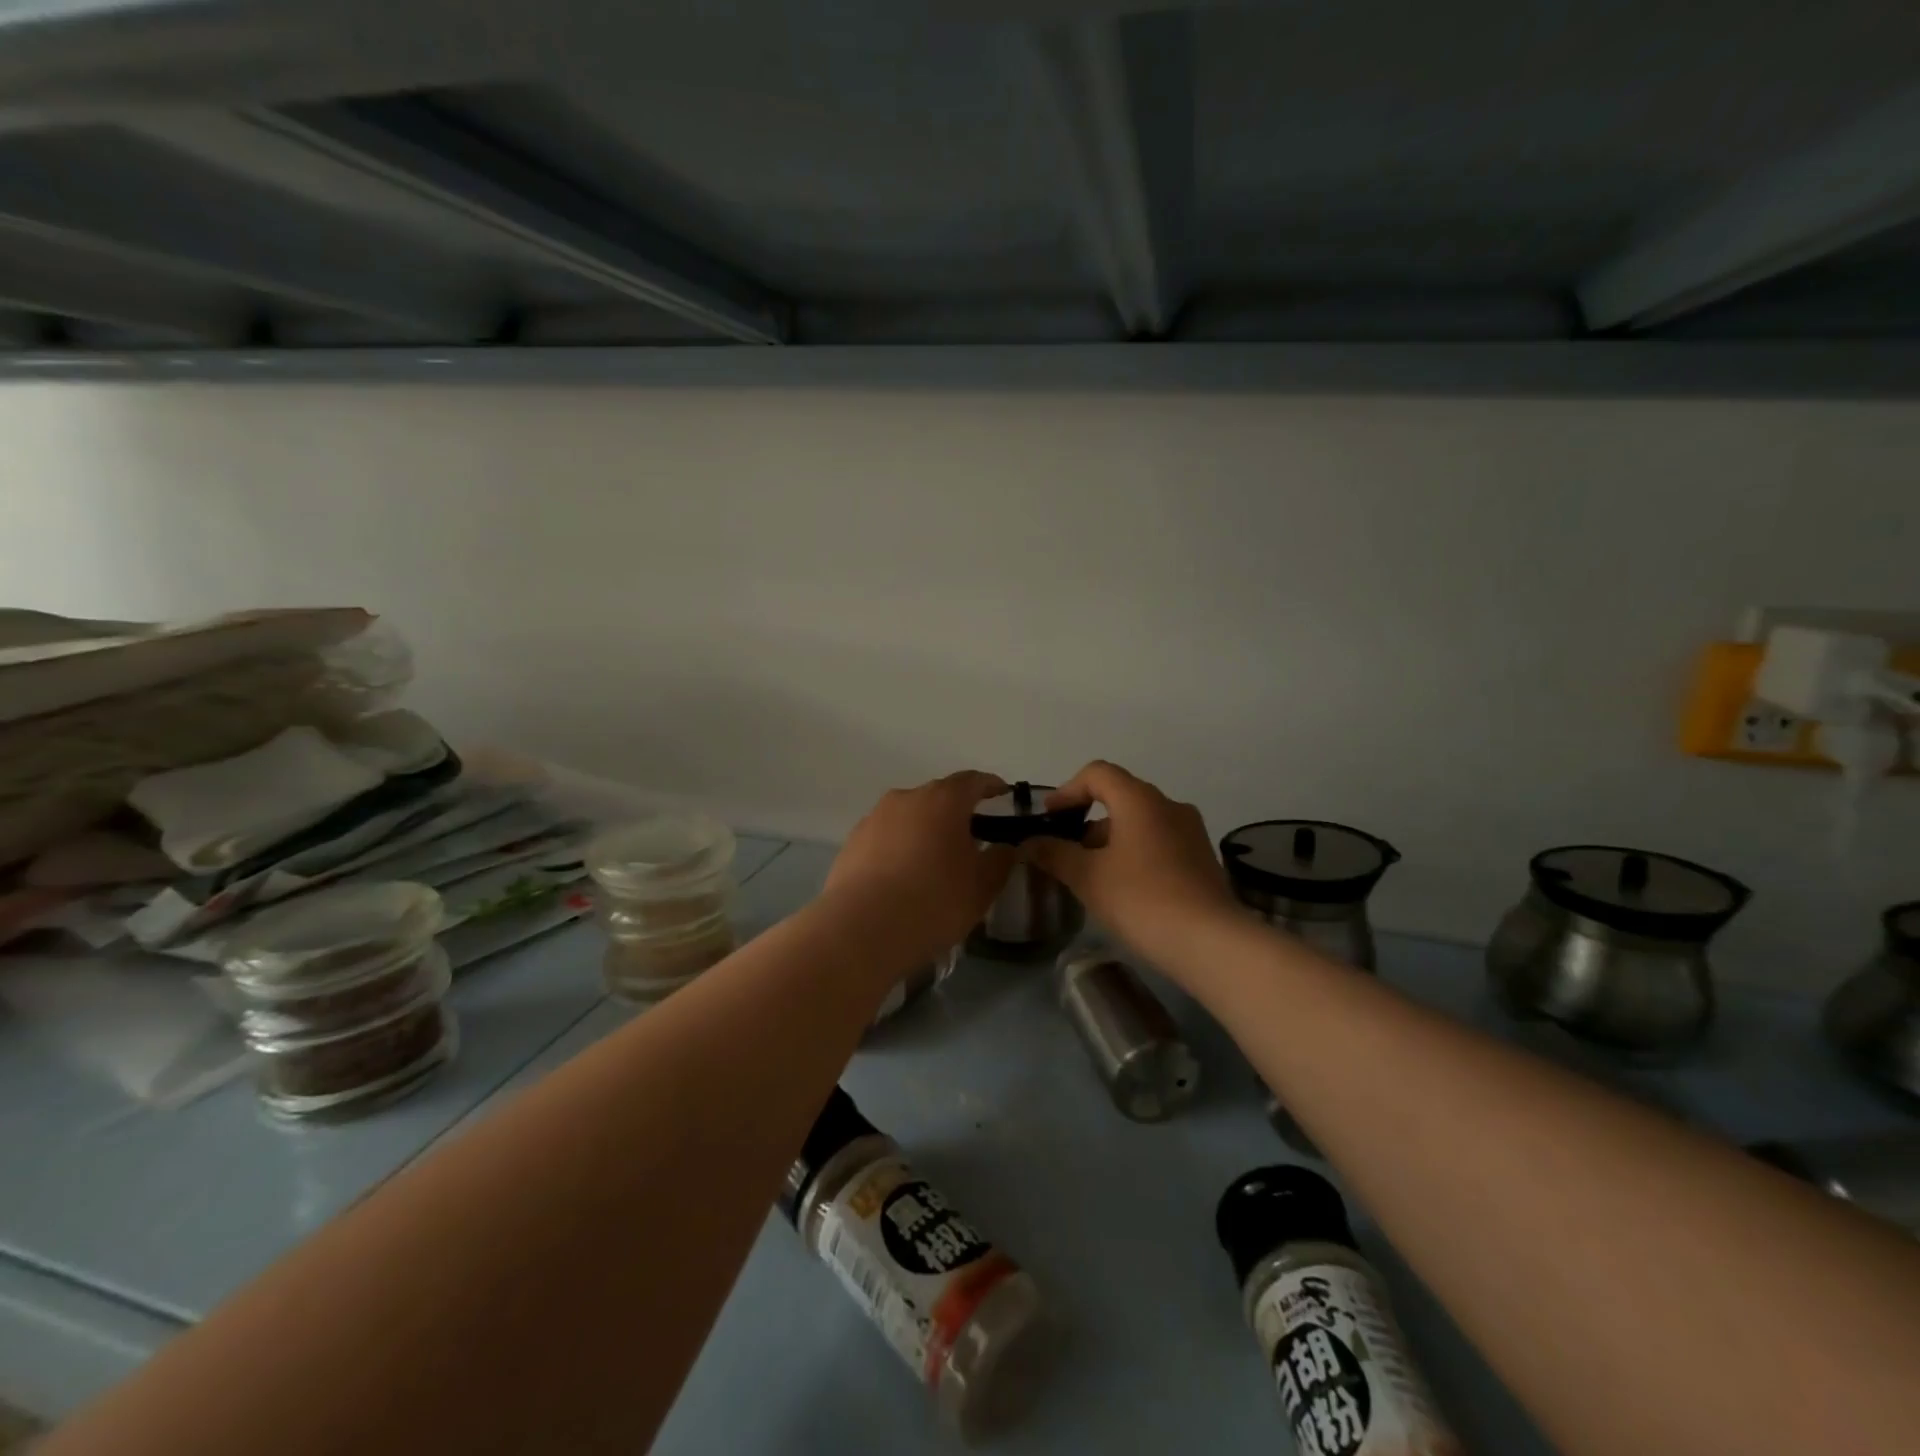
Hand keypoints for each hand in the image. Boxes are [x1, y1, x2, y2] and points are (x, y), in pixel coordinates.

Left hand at [825, 771, 1014, 963]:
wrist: (862, 929)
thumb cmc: (934, 901)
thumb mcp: (982, 886)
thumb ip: (1000, 860)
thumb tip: (1006, 847)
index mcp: (944, 800)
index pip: (973, 781)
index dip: (990, 786)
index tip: (1002, 793)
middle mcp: (907, 798)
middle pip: (938, 796)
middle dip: (956, 811)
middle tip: (971, 836)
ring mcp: (874, 819)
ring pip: (909, 816)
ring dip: (924, 830)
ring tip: (935, 860)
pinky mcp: (851, 843)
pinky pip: (885, 837)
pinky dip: (899, 848)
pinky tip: (903, 877)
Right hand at [1029, 761, 1241, 974]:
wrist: (1211, 943)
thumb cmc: (1142, 899)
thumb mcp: (1087, 877)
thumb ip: (1054, 854)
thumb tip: (1028, 843)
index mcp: (1140, 799)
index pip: (1098, 773)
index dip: (1067, 790)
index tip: (1050, 818)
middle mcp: (1169, 806)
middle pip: (1120, 796)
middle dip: (1087, 819)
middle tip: (1064, 850)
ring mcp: (1190, 832)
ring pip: (1140, 822)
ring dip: (1110, 839)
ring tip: (1090, 874)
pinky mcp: (1202, 858)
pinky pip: (1159, 842)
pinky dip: (1134, 853)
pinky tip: (1122, 888)